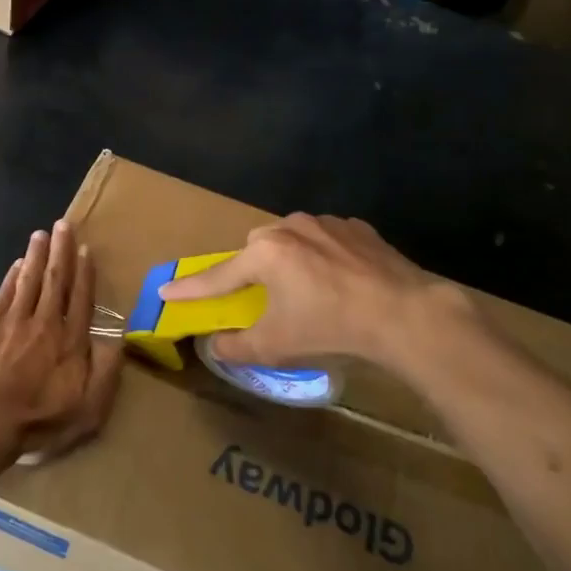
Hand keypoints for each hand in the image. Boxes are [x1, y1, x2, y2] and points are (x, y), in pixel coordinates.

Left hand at [0, 220, 123, 464]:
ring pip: (30, 280)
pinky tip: (17, 264)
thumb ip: (106, 373)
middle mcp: (46, 322)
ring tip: (42, 234)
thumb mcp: (89, 409)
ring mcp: (15, 321)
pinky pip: (5, 293)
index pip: (82, 300)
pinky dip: (12, 276)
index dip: (84, 274)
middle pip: (56, 280)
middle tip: (64, 224)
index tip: (85, 250)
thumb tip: (119, 340)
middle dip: (61, 252)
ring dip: (37, 256)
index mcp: (71, 341)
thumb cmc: (39, 419)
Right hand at [158, 213, 467, 368]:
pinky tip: (339, 281)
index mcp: (265, 253)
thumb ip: (236, 346)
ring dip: (291, 260)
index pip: (218, 275)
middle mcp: (290, 227)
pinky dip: (323, 257)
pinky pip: (327, 240)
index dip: (191, 288)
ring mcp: (327, 223)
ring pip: (293, 239)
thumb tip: (215, 345)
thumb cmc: (330, 327)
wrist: (404, 314)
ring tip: (307, 290)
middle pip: (257, 249)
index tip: (166, 291)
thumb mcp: (276, 346)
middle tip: (262, 296)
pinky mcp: (359, 228)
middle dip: (252, 270)